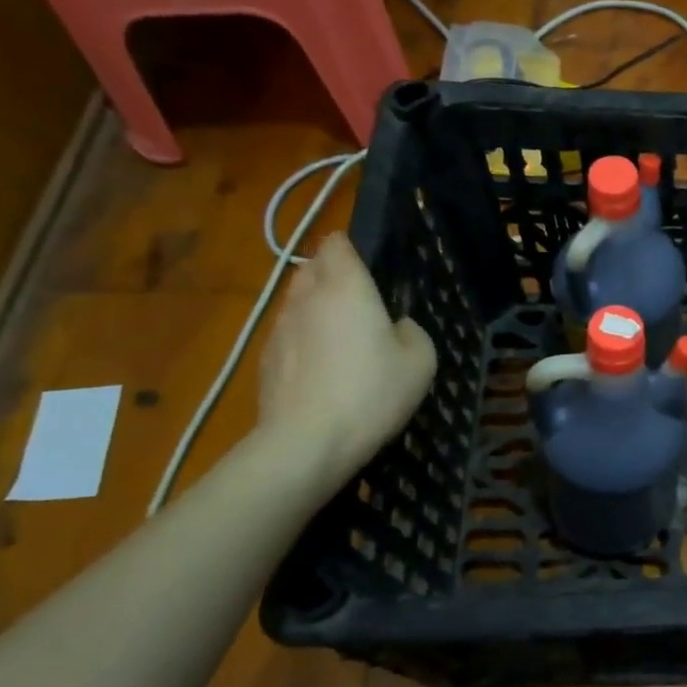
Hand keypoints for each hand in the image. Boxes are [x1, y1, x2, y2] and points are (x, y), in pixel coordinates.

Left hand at [257, 234, 436, 492]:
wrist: (308, 442)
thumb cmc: (373, 392)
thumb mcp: (421, 361)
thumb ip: (411, 331)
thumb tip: (395, 327)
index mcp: (346, 287)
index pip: (337, 244)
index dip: (352, 250)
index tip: (370, 269)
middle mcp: (307, 297)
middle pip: (312, 268)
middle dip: (331, 275)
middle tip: (360, 303)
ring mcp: (279, 328)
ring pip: (297, 302)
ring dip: (316, 310)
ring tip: (341, 341)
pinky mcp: (265, 359)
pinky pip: (288, 335)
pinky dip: (304, 342)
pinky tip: (322, 372)